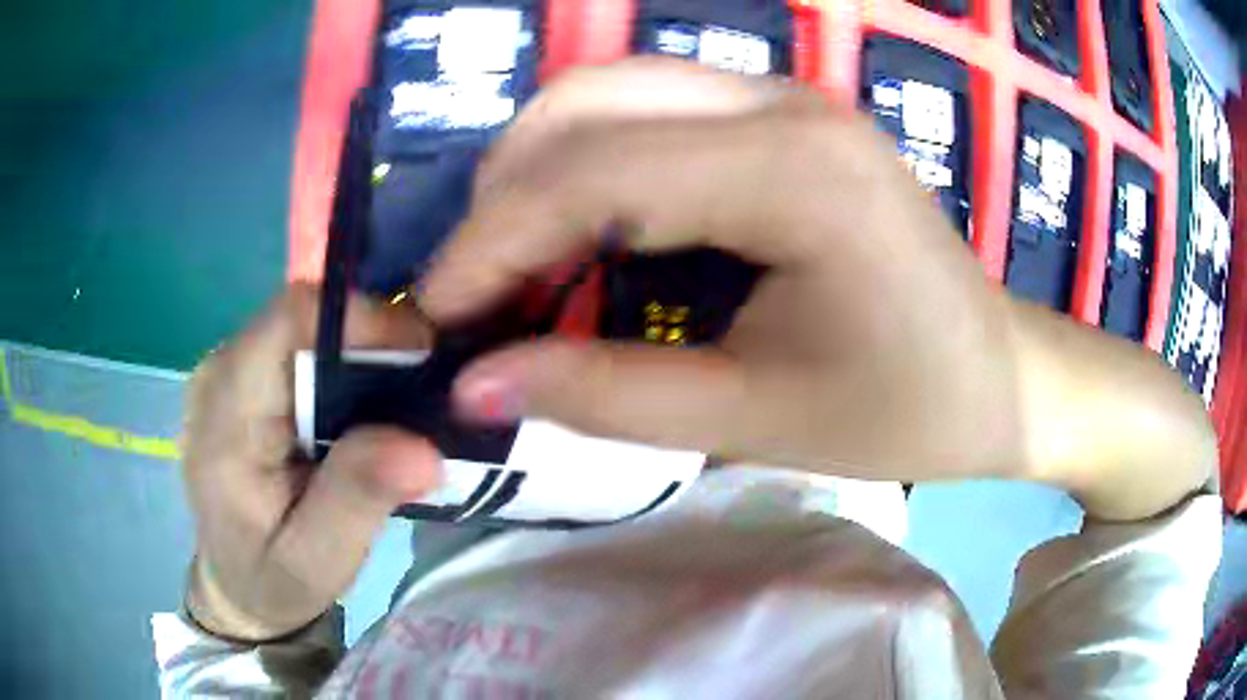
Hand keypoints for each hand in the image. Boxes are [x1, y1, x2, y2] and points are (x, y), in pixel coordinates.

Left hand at [182, 285, 440, 640]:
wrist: (234, 586)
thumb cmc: (272, 581)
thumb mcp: (318, 562)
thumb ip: (357, 500)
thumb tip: (422, 446)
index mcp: (225, 415)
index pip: (289, 321)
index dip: (361, 319)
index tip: (424, 354)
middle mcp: (219, 372)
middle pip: (303, 317)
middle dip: (371, 340)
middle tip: (424, 390)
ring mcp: (229, 368)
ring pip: (306, 326)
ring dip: (360, 353)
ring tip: (399, 403)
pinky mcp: (244, 375)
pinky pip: (301, 344)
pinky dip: (343, 365)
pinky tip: (363, 409)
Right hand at [421, 59, 1212, 518]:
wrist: (1001, 375)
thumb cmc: (908, 410)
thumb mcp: (756, 420)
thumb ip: (605, 395)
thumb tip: (474, 385)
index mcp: (793, 169)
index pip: (591, 174)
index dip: (491, 244)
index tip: (435, 315)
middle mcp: (780, 100)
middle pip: (586, 103)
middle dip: (503, 196)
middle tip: (473, 293)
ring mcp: (783, 96)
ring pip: (609, 94)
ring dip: (538, 174)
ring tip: (515, 269)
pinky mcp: (783, 117)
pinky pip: (650, 113)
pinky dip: (589, 168)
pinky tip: (583, 236)